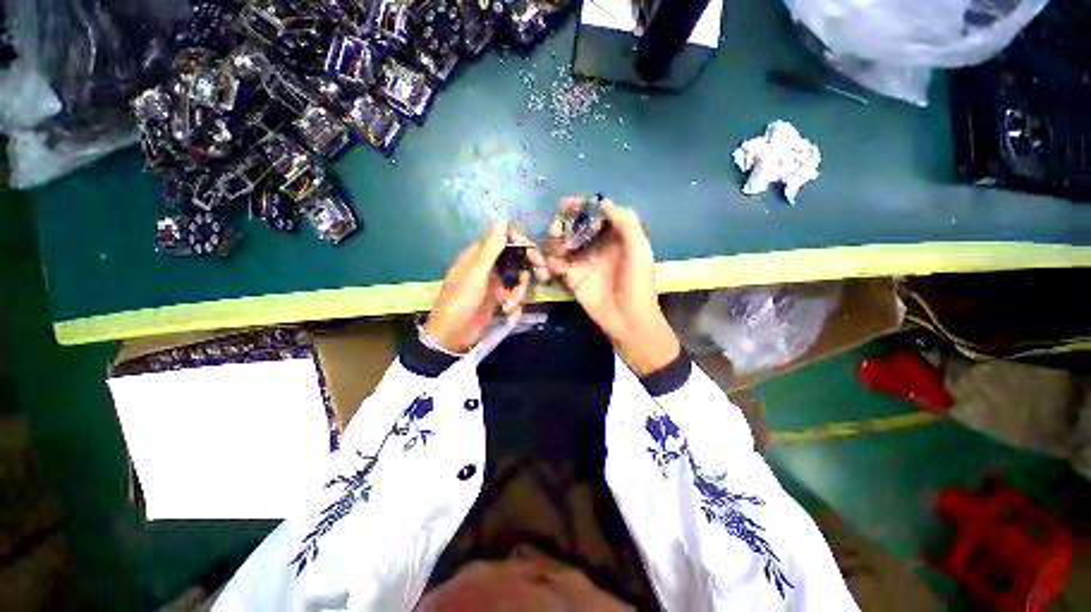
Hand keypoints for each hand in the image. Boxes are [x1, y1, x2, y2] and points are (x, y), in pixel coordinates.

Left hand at [423, 220, 543, 353]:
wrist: (454, 335)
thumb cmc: (461, 301)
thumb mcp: (476, 273)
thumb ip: (491, 248)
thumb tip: (501, 220)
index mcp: (478, 255)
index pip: (503, 238)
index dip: (520, 242)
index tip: (534, 252)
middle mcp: (488, 265)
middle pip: (515, 257)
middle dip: (528, 266)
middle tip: (543, 274)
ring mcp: (495, 281)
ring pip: (518, 276)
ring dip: (520, 289)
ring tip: (511, 303)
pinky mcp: (499, 297)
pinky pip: (515, 292)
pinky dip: (515, 300)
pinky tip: (508, 309)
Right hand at [545, 197, 680, 375]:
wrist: (628, 318)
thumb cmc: (637, 282)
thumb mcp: (639, 248)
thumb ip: (625, 222)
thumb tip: (603, 202)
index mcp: (613, 236)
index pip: (593, 214)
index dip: (579, 206)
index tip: (565, 204)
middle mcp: (595, 245)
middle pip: (572, 227)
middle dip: (560, 225)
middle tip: (555, 230)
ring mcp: (582, 262)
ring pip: (560, 244)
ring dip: (549, 243)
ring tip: (546, 251)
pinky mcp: (571, 278)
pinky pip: (555, 265)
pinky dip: (548, 263)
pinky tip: (547, 267)